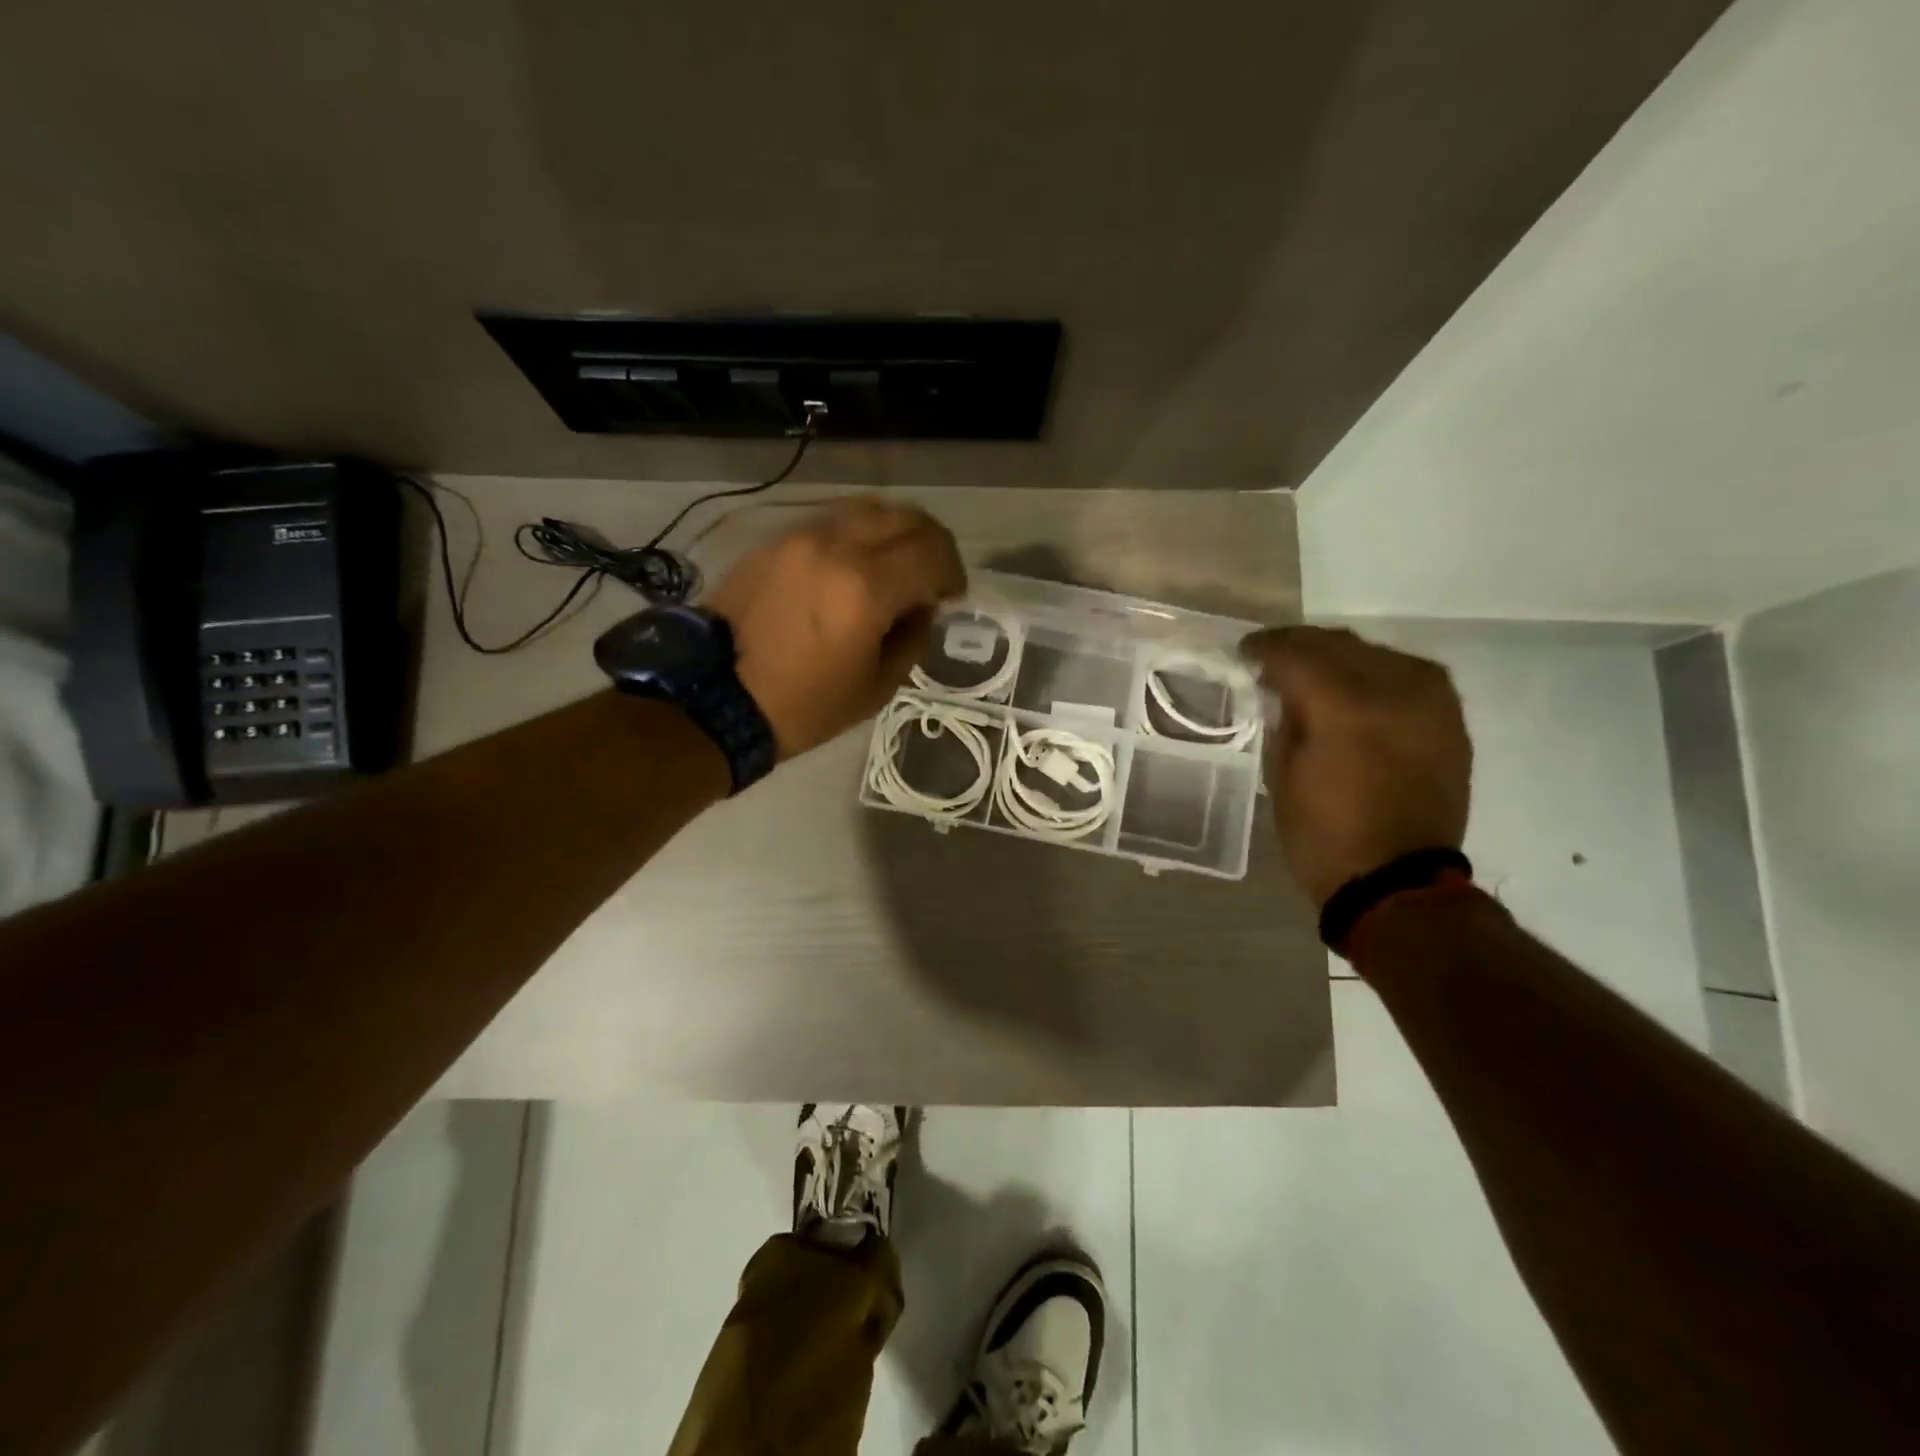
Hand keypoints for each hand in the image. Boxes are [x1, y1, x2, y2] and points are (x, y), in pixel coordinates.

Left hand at [706, 497, 965, 759]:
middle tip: (932, 576)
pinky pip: (832, 519)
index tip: (950, 596)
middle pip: (905, 517)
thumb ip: (912, 637)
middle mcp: (836, 546)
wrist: (714, 697)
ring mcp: (801, 536)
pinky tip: (854, 565)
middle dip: (931, 544)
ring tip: (894, 565)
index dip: (953, 570)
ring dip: (894, 531)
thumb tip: (921, 607)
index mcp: (867, 588)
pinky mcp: (776, 540)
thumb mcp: (875, 687)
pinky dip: (858, 533)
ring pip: (868, 508)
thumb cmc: (803, 705)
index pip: (932, 551)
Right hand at [1240, 626, 1471, 908]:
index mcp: (1343, 706)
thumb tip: (1283, 690)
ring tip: (1312, 672)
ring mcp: (1430, 700)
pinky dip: (1374, 674)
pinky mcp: (1450, 718)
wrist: (1398, 882)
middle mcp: (1394, 689)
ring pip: (1375, 653)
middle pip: (1338, 644)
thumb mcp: (1281, 776)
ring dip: (1338, 657)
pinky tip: (1354, 687)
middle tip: (1272, 658)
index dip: (1265, 648)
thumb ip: (1284, 719)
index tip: (1245, 652)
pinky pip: (1407, 674)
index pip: (1296, 654)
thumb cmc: (1323, 836)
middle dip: (1300, 646)